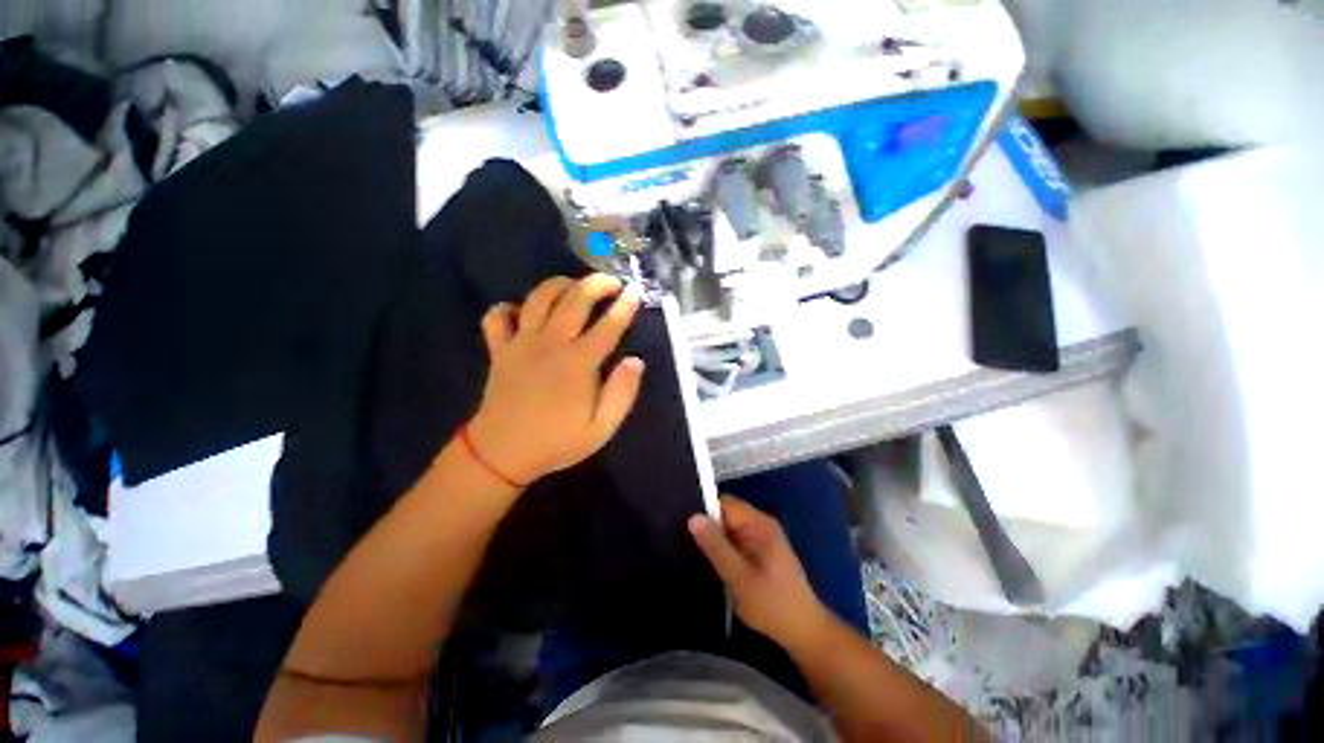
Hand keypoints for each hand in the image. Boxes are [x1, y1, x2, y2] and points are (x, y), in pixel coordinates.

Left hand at [466, 274, 643, 485]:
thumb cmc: (556, 442)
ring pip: (538, 298)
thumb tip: (635, 361)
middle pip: (574, 300)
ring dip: (559, 285)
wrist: (502, 454)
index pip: (608, 326)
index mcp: (578, 363)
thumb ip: (622, 393)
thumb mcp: (601, 428)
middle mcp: (550, 344)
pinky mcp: (499, 349)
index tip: (636, 292)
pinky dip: (509, 307)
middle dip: (596, 284)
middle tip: (612, 282)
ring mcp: (521, 343)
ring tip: (574, 286)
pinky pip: (497, 316)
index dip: (624, 307)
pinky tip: (524, 313)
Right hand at [688, 496, 831, 650]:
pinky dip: (724, 548)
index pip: (724, 503)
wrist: (804, 632)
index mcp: (758, 523)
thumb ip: (715, 546)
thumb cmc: (771, 604)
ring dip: (715, 539)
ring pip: (729, 527)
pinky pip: (735, 539)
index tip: (683, 526)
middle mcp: (761, 523)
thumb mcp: (738, 577)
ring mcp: (762, 537)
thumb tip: (693, 518)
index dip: (704, 511)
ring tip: (693, 552)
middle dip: (708, 526)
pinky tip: (712, 562)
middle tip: (684, 542)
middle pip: (726, 513)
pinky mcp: (761, 550)